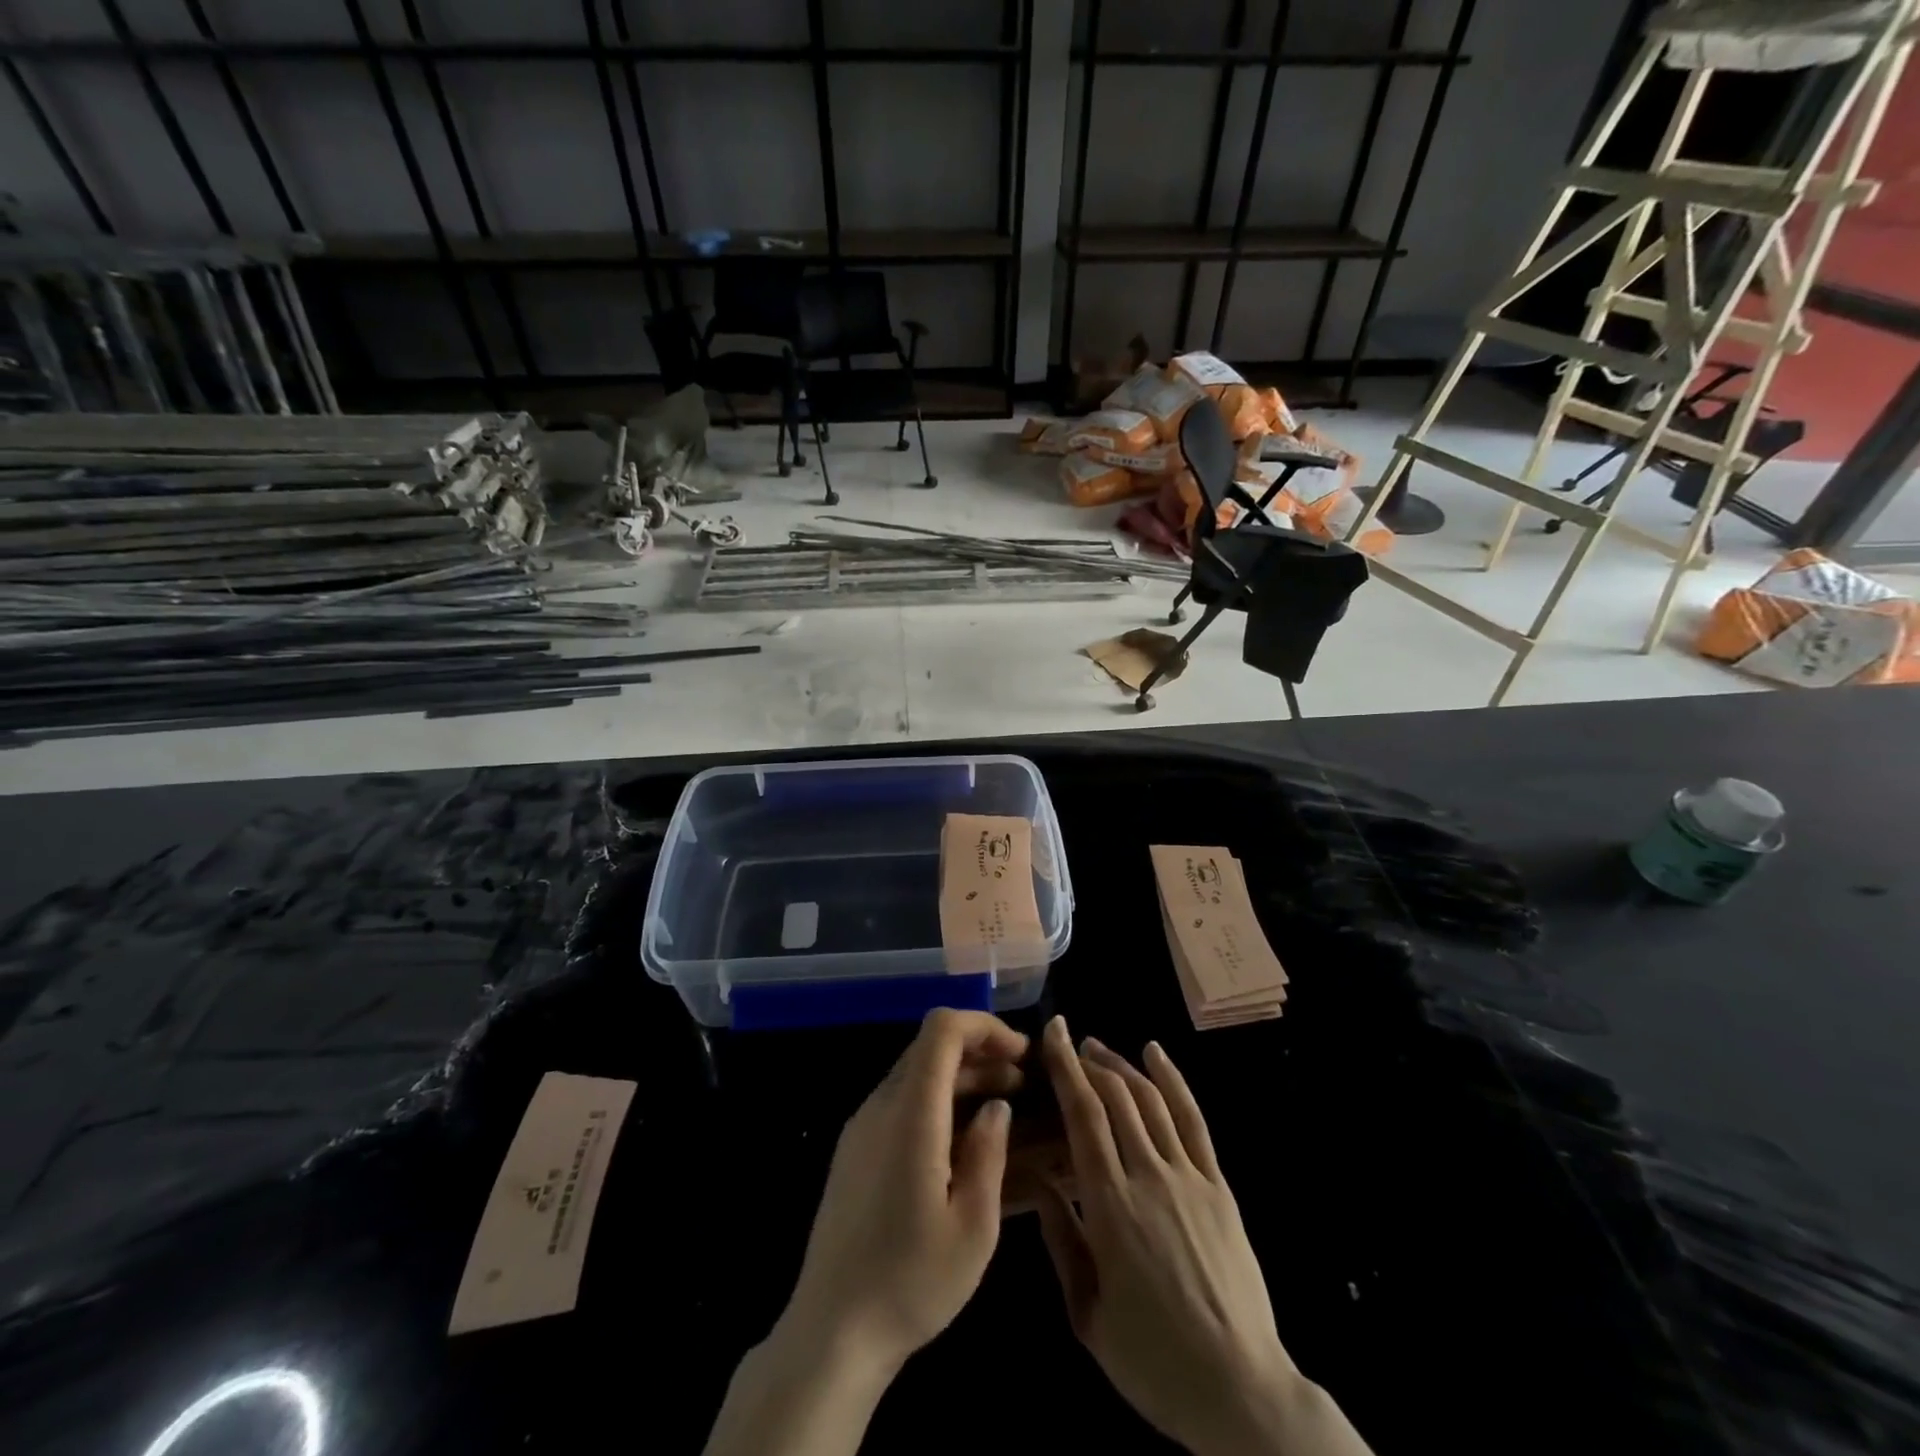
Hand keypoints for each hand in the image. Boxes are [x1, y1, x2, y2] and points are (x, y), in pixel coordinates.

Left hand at [783, 1008, 1027, 1375]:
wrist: (831, 1332)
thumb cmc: (910, 1283)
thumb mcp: (973, 1228)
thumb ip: (989, 1154)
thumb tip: (997, 1108)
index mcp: (910, 1114)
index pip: (941, 1029)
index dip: (984, 1026)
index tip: (1021, 1054)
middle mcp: (881, 1106)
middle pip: (930, 1047)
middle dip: (980, 1052)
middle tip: (1021, 1084)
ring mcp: (862, 1126)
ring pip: (916, 1073)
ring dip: (961, 1078)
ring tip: (1002, 1109)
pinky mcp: (855, 1149)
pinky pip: (901, 1102)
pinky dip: (938, 1101)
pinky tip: (964, 1140)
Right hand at [1037, 1017, 1371, 1455]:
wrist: (1239, 1390)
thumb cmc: (1153, 1360)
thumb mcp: (1088, 1313)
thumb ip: (1061, 1240)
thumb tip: (1037, 1181)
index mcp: (1110, 1206)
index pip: (1083, 1116)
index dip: (1065, 1068)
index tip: (1051, 1033)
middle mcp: (1149, 1176)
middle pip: (1116, 1098)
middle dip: (1088, 1060)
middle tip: (1068, 1040)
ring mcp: (1189, 1177)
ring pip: (1151, 1100)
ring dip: (1122, 1065)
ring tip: (1099, 1047)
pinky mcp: (1218, 1186)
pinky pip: (1193, 1120)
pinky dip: (1173, 1080)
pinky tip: (1156, 1055)